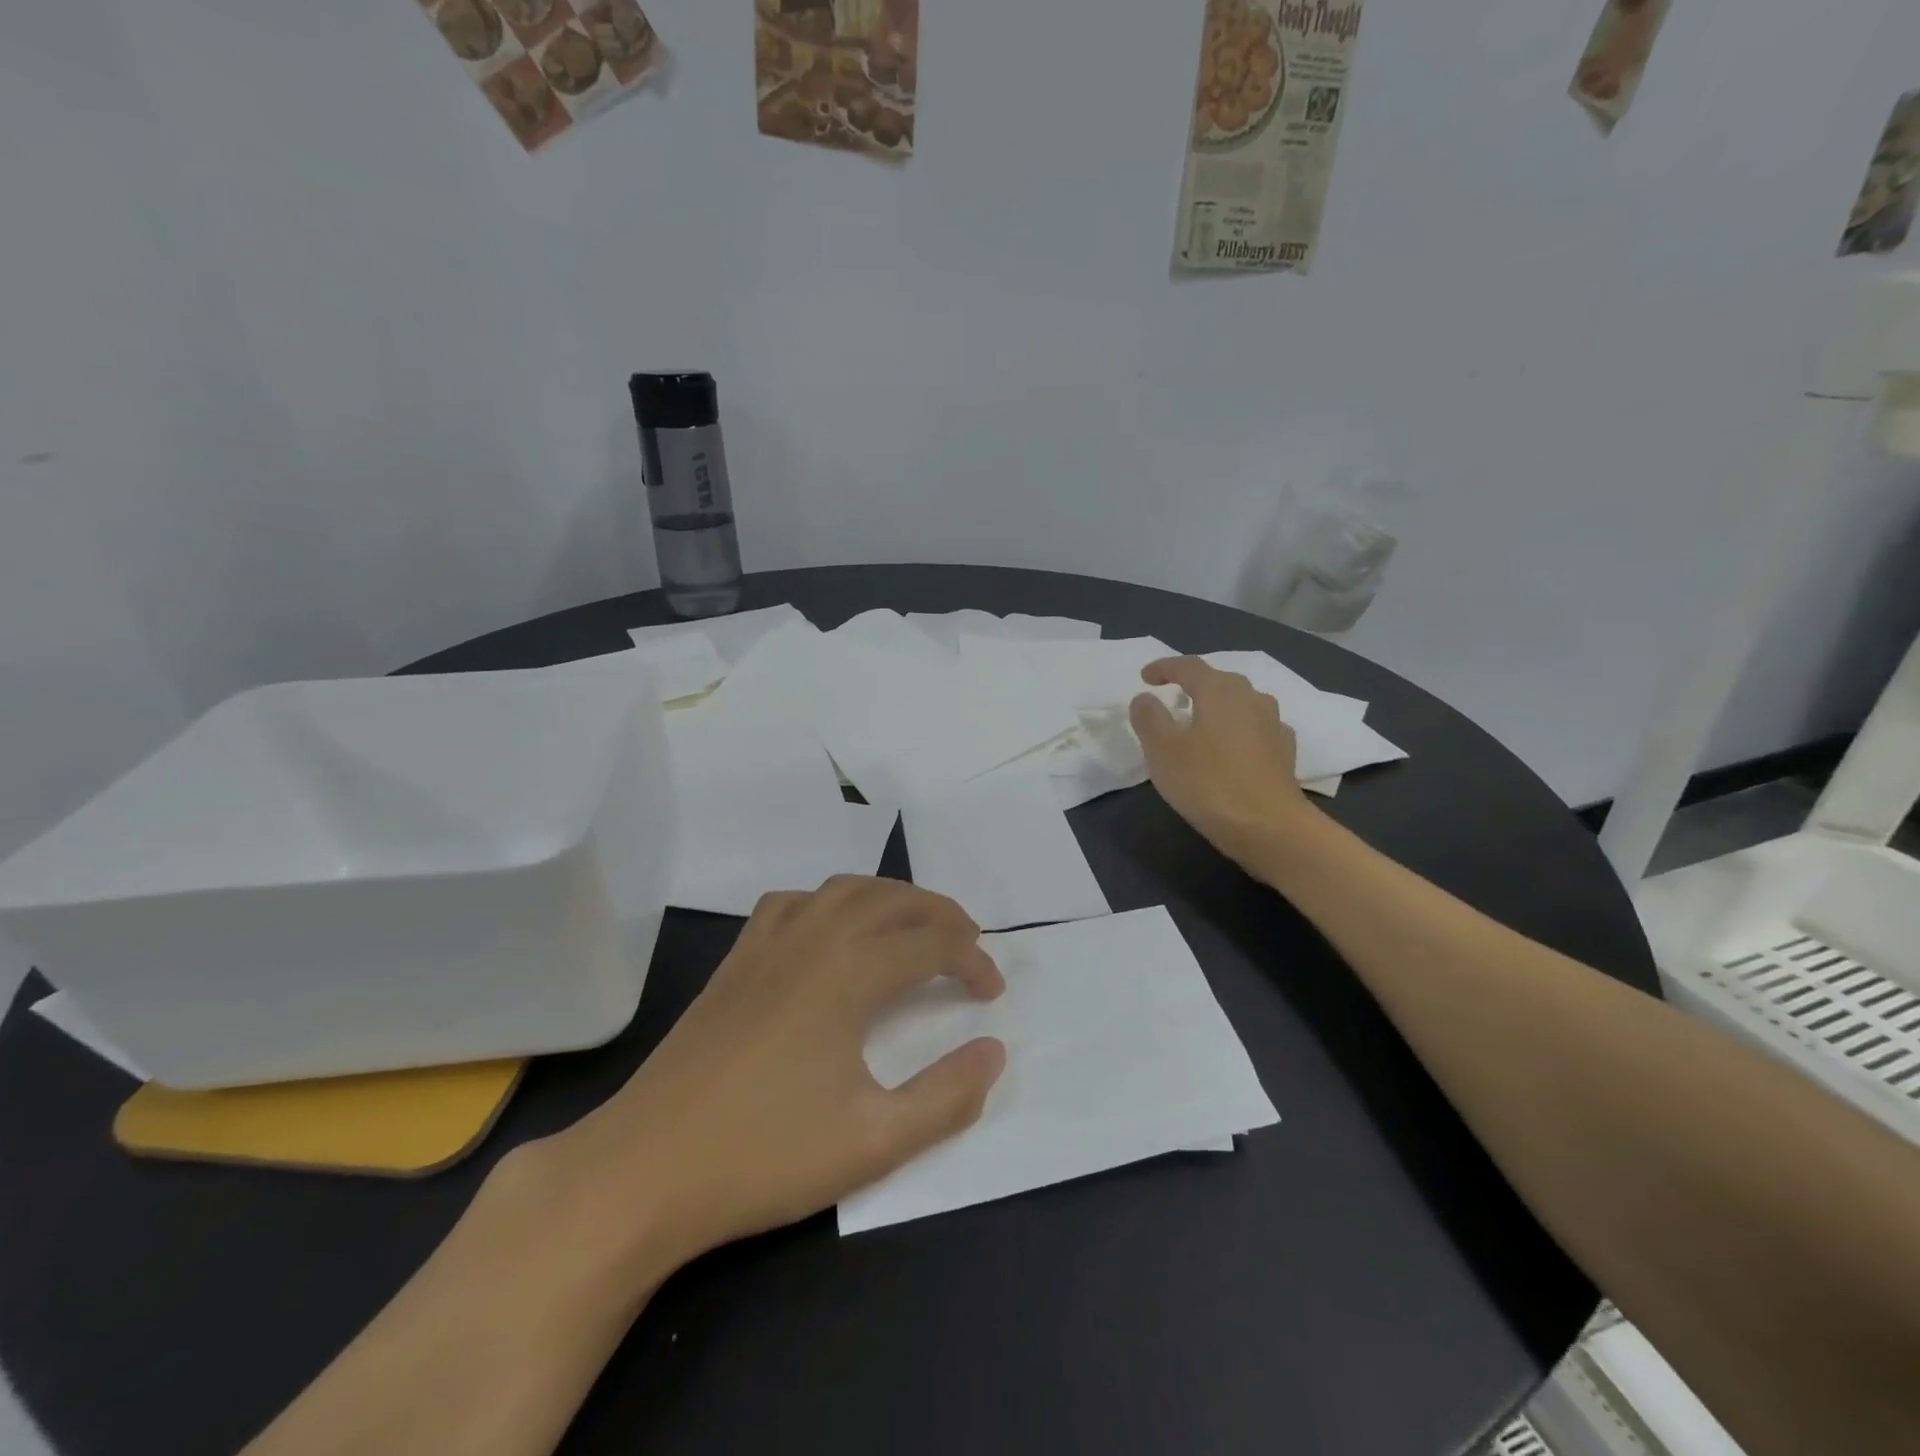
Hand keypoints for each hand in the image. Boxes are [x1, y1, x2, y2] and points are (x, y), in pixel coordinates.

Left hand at [538, 877, 1005, 1272]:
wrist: (643, 1170)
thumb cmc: (764, 1156)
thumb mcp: (874, 1141)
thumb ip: (947, 1097)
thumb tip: (994, 1051)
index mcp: (848, 973)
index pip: (931, 945)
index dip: (971, 961)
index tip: (992, 992)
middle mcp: (812, 939)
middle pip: (892, 900)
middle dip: (940, 915)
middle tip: (969, 944)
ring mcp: (767, 944)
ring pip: (843, 889)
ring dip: (890, 898)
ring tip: (914, 927)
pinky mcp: (735, 961)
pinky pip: (792, 903)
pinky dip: (829, 902)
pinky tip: (830, 931)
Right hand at [1130, 656, 1313, 867]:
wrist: (1268, 827)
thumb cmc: (1207, 783)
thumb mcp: (1162, 750)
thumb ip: (1149, 717)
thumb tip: (1145, 698)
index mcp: (1219, 691)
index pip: (1189, 666)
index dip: (1164, 668)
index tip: (1145, 677)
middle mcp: (1251, 698)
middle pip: (1219, 681)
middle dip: (1193, 684)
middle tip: (1172, 697)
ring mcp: (1273, 724)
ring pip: (1240, 703)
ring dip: (1217, 707)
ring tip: (1199, 722)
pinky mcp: (1283, 752)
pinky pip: (1255, 728)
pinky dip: (1237, 730)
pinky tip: (1230, 747)